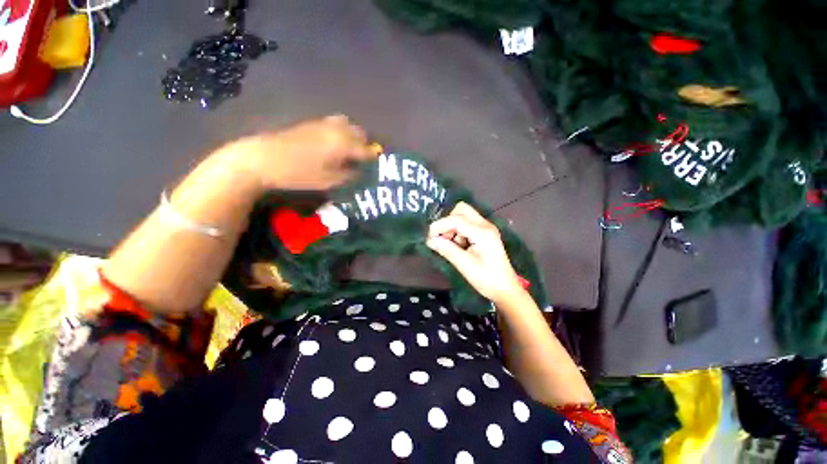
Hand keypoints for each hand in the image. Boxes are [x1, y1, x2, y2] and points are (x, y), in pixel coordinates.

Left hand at [220, 115, 375, 190]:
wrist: (265, 158)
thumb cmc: (300, 173)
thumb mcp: (329, 180)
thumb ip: (349, 176)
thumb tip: (361, 172)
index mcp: (344, 143)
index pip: (367, 150)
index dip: (374, 159)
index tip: (377, 167)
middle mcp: (337, 129)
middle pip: (360, 133)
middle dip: (365, 145)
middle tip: (363, 161)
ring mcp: (324, 124)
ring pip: (348, 125)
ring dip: (353, 137)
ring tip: (350, 151)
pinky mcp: (313, 123)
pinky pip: (335, 124)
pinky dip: (341, 132)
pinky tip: (335, 145)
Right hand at [427, 202, 524, 303]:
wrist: (505, 288)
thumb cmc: (485, 279)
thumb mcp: (464, 264)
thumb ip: (446, 249)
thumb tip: (429, 240)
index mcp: (482, 232)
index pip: (456, 219)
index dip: (439, 225)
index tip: (429, 237)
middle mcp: (485, 225)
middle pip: (461, 210)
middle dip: (448, 222)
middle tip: (443, 239)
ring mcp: (486, 227)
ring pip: (463, 216)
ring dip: (453, 227)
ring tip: (452, 246)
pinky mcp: (485, 233)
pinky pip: (467, 224)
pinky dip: (459, 231)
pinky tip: (459, 246)